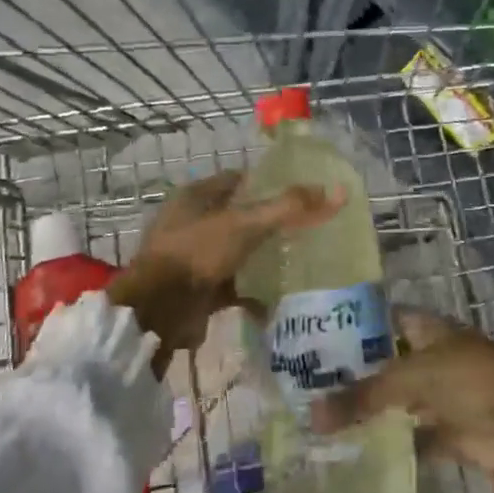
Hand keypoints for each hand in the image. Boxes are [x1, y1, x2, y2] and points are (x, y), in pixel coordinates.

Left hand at [109, 171, 340, 373]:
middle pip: (241, 217)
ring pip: (239, 252)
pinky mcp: (199, 290)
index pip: (239, 179)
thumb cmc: (196, 253)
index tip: (301, 191)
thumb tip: (337, 191)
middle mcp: (193, 223)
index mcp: (196, 196)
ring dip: (264, 258)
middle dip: (271, 224)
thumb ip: (289, 207)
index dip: (269, 183)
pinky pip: (234, 286)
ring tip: (303, 260)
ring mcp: (195, 258)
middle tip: (309, 228)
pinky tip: (280, 298)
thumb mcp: (245, 224)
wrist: (157, 312)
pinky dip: (254, 292)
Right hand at [309, 309, 493, 492]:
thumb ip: (363, 396)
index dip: (348, 327)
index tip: (309, 339)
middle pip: (382, 364)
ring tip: (317, 421)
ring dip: (367, 412)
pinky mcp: (447, 432)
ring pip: (394, 401)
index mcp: (423, 329)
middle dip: (350, 374)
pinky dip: (389, 444)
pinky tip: (353, 452)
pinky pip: (410, 436)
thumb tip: (311, 414)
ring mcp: (438, 396)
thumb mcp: (412, 379)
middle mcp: (427, 357)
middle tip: (302, 386)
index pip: (377, 320)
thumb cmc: (472, 381)